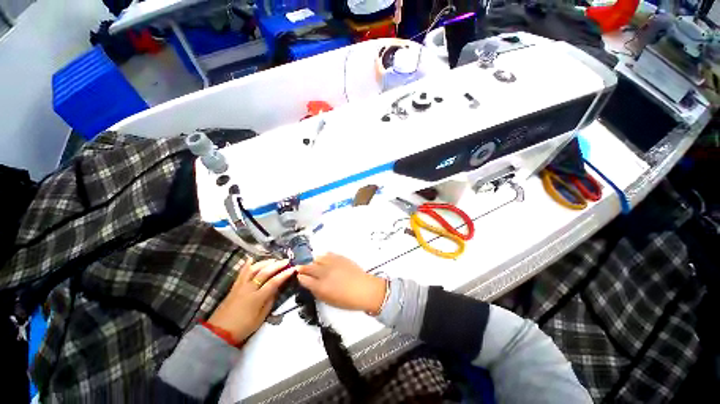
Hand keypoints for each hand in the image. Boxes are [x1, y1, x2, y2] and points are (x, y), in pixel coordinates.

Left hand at [208, 257, 295, 342]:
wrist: (219, 332)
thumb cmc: (243, 327)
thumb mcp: (260, 318)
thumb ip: (269, 302)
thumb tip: (277, 289)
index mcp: (257, 298)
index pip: (274, 282)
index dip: (285, 274)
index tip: (293, 268)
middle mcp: (249, 288)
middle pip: (265, 272)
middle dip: (277, 265)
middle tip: (286, 261)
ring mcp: (240, 286)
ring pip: (253, 269)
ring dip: (265, 263)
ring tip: (273, 260)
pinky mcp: (234, 287)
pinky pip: (241, 273)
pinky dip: (247, 265)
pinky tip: (251, 258)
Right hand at [297, 253, 386, 313]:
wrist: (364, 289)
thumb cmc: (347, 300)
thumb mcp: (328, 300)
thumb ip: (317, 291)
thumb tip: (310, 283)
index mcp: (320, 286)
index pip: (304, 279)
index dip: (300, 277)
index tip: (299, 276)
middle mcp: (324, 273)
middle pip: (308, 267)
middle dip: (302, 268)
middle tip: (300, 268)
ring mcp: (332, 263)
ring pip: (317, 258)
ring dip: (314, 262)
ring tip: (314, 264)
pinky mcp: (340, 257)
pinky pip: (328, 254)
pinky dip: (324, 257)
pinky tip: (324, 259)